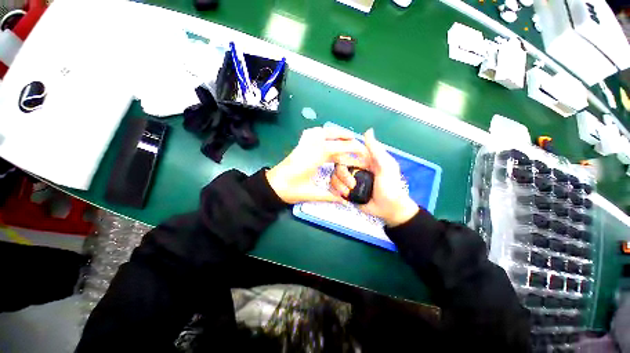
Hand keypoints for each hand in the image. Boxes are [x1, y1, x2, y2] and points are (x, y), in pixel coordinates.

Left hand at [266, 127, 367, 203]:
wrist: (272, 186)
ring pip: (321, 131)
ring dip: (334, 133)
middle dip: (346, 136)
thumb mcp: (311, 193)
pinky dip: (321, 132)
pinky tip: (326, 136)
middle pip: (331, 135)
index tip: (364, 150)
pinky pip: (312, 133)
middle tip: (357, 141)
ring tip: (345, 137)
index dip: (353, 148)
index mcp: (315, 156)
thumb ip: (330, 196)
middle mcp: (310, 146)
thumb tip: (345, 201)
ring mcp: (303, 144)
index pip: (339, 147)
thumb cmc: (290, 189)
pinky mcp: (299, 146)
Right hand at [330, 129, 418, 226]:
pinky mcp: (345, 191)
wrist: (388, 209)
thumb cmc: (390, 187)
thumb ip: (376, 150)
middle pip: (337, 166)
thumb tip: (368, 130)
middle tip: (352, 184)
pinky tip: (344, 196)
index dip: (340, 155)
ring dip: (339, 185)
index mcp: (362, 161)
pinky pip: (333, 188)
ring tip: (349, 192)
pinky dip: (336, 192)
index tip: (342, 164)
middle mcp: (353, 169)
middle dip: (342, 176)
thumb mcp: (386, 166)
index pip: (346, 153)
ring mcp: (348, 181)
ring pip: (333, 177)